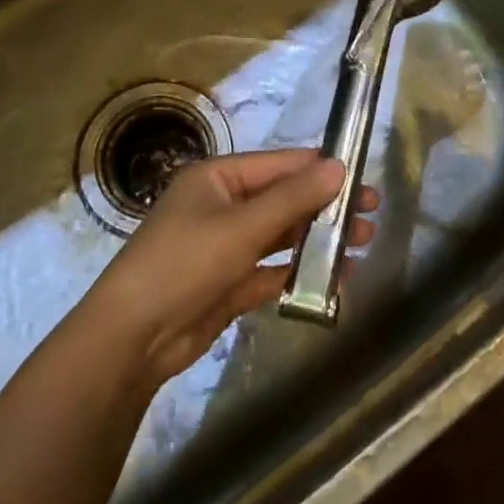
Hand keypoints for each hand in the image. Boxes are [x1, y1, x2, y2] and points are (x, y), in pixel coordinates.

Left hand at [82, 150, 377, 387]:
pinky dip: (300, 272)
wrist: (133, 339)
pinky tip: (336, 278)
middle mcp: (221, 205)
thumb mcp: (241, 227)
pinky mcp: (229, 283)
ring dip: (317, 239)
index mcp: (217, 178)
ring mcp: (225, 246)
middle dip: (325, 206)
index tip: (361, 176)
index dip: (320, 169)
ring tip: (362, 243)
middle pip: (283, 199)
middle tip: (370, 215)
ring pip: (281, 235)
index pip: (278, 165)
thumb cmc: (185, 263)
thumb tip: (338, 166)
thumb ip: (292, 199)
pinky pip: (272, 270)